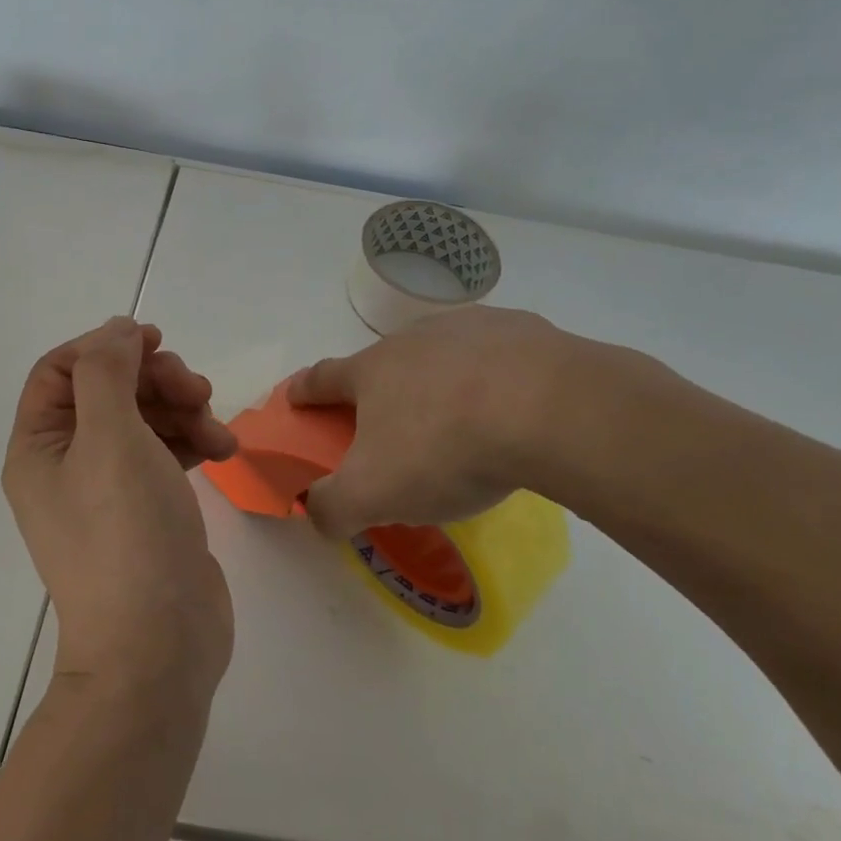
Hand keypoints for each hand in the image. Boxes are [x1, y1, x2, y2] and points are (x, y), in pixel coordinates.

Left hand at [4, 318, 238, 699]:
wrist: (158, 646)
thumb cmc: (125, 532)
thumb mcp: (110, 436)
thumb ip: (107, 371)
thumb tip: (116, 330)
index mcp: (39, 446)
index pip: (60, 369)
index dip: (105, 346)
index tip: (155, 341)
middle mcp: (66, 463)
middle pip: (109, 389)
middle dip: (156, 379)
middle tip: (197, 389)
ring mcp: (108, 488)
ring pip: (144, 416)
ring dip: (183, 409)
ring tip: (215, 429)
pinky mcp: (146, 507)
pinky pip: (165, 451)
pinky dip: (193, 440)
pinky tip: (222, 450)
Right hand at [287, 306, 694, 537]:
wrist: (546, 408)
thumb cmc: (444, 448)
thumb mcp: (373, 494)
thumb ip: (332, 507)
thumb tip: (315, 512)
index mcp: (373, 370)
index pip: (323, 378)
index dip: (305, 391)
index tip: (294, 397)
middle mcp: (413, 338)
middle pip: (385, 363)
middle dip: (381, 390)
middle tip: (394, 428)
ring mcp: (469, 328)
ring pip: (442, 354)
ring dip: (439, 380)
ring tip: (460, 419)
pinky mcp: (521, 330)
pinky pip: (497, 354)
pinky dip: (494, 376)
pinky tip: (514, 406)